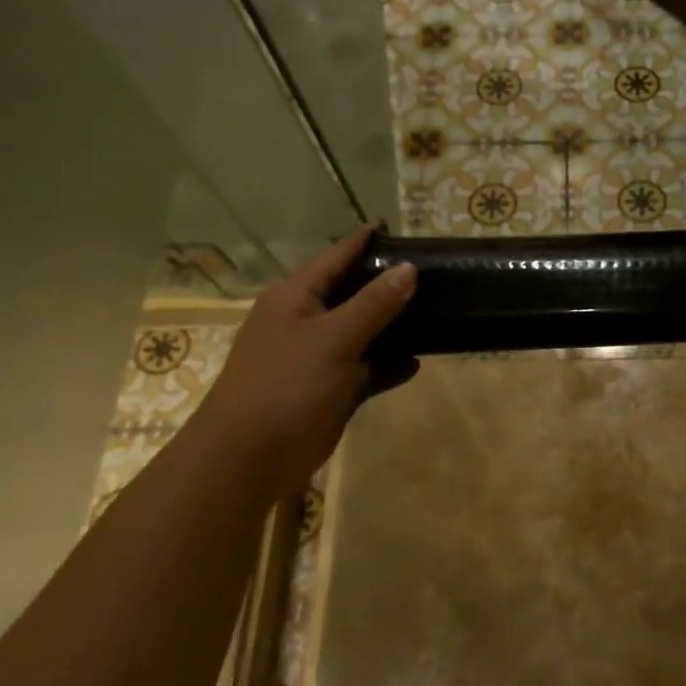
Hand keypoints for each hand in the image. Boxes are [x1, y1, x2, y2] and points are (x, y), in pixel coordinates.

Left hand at [194, 228, 416, 482]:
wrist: (248, 459)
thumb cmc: (286, 385)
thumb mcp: (334, 338)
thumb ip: (374, 303)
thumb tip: (408, 268)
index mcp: (295, 298)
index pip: (336, 257)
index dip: (364, 241)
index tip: (395, 226)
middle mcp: (305, 321)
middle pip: (353, 294)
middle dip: (388, 285)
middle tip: (431, 273)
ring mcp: (317, 358)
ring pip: (363, 333)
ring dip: (393, 328)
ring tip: (436, 314)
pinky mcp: (329, 390)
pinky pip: (365, 369)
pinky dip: (387, 366)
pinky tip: (415, 364)